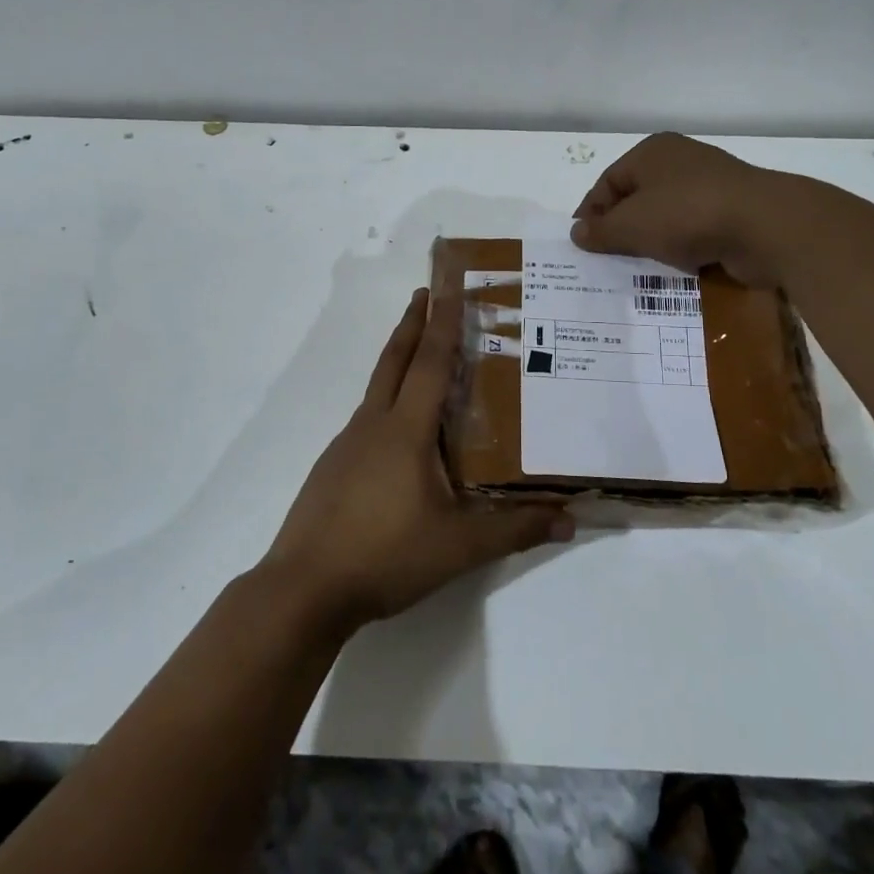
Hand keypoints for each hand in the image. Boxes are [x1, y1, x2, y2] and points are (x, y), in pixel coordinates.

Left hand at [259, 288, 573, 628]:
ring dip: (399, 361)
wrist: (304, 588)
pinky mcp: (333, 468)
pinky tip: (399, 432)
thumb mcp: (459, 546)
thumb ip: (515, 529)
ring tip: (422, 358)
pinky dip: (387, 403)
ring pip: (378, 389)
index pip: (431, 362)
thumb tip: (570, 518)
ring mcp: (347, 445)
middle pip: (395, 361)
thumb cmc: (385, 555)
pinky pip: (368, 420)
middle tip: (424, 292)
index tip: (447, 285)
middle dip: (412, 323)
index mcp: (404, 430)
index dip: (443, 322)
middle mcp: (372, 425)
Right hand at [571, 133, 778, 285]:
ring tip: (636, 270)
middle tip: (605, 259)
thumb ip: (600, 231)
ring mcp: (710, 186)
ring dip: (651, 242)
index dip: (591, 212)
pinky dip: (681, 249)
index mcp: (652, 152)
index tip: (581, 243)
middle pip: (637, 198)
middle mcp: (680, 161)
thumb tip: (576, 233)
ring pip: (666, 217)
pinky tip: (672, 270)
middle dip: (620, 229)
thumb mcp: (631, 225)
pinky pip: (694, 231)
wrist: (767, 227)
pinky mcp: (732, 212)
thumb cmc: (687, 214)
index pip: (608, 182)